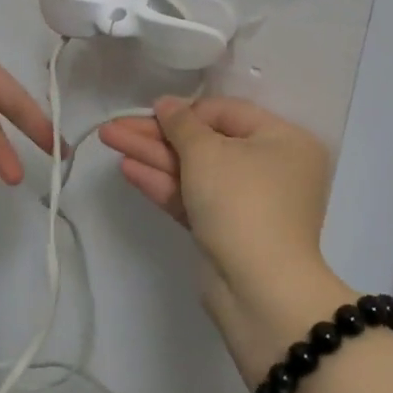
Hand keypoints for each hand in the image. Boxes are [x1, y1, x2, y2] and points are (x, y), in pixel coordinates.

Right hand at [100, 97, 348, 383]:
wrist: (258, 288)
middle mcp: (270, 168)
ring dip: (151, 155)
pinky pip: (192, 196)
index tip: (148, 109)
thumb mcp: (208, 152)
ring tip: (108, 139)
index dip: (184, 110)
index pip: (226, 113)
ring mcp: (247, 202)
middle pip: (204, 142)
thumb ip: (181, 123)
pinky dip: (162, 183)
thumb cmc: (242, 202)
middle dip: (156, 134)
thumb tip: (167, 104)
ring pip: (193, 170)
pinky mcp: (225, 230)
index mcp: (283, 141)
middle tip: (114, 125)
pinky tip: (127, 168)